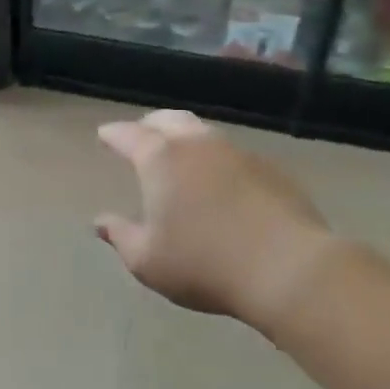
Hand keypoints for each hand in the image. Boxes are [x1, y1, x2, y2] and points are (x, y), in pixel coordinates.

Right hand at [95, 110, 339, 336]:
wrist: (288, 268)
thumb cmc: (203, 265)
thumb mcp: (147, 261)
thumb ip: (120, 236)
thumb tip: (101, 222)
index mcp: (160, 159)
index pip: (129, 135)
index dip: (113, 135)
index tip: (104, 135)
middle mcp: (197, 145)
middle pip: (168, 120)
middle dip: (150, 124)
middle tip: (141, 135)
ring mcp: (238, 153)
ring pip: (203, 133)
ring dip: (186, 139)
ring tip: (180, 155)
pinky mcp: (271, 169)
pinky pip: (233, 155)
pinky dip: (217, 160)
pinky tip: (220, 181)